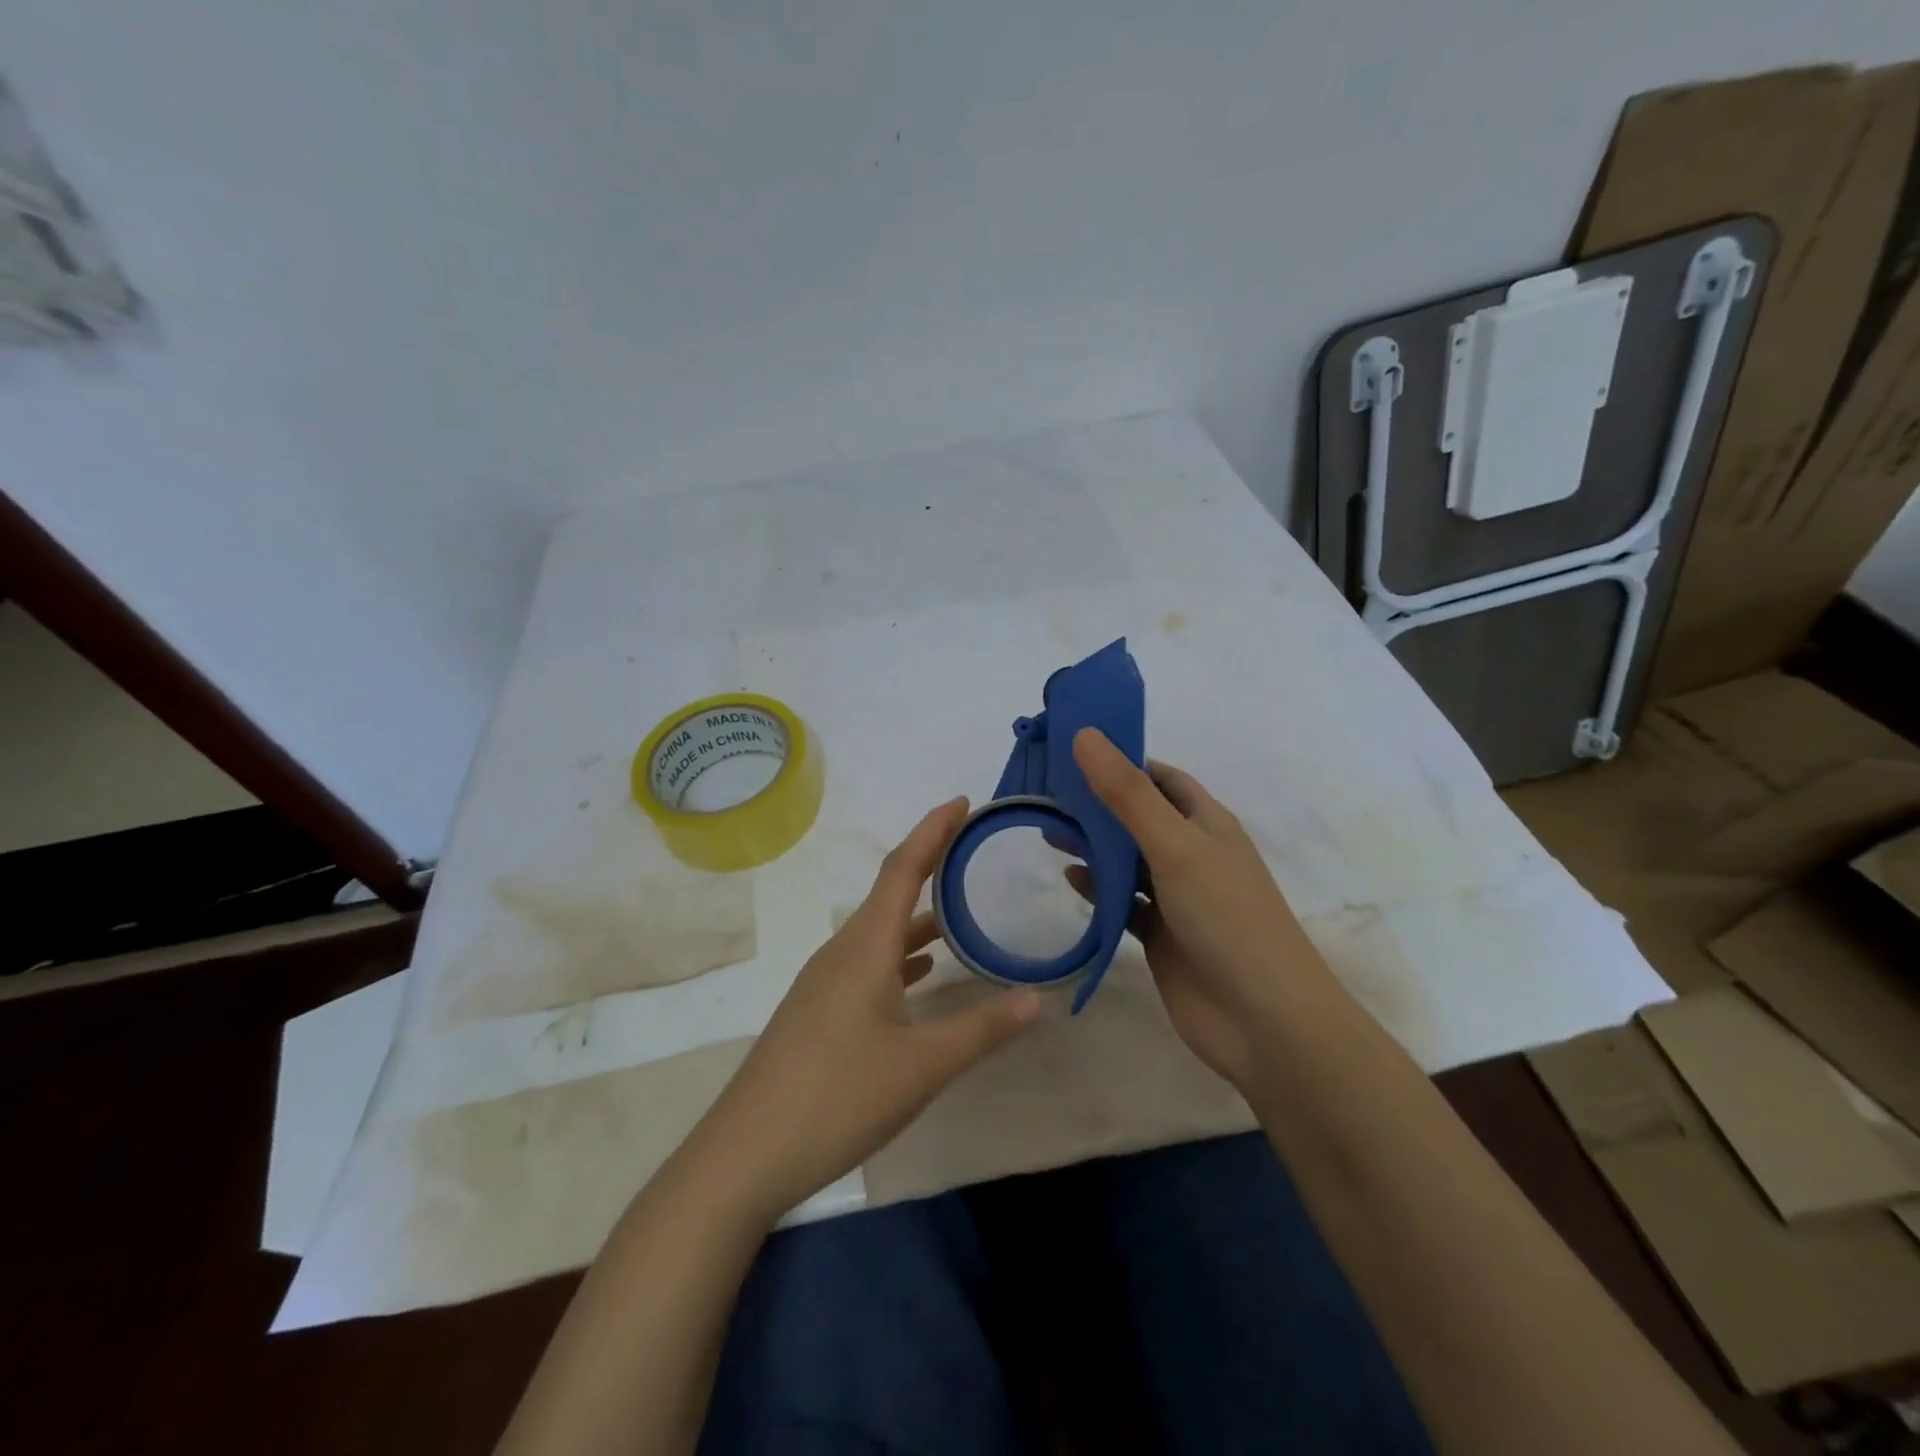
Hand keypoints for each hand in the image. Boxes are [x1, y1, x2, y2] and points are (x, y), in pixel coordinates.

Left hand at [686, 798, 1041, 1224]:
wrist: (744, 1155)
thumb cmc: (836, 1097)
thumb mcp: (921, 1066)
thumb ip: (981, 1029)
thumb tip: (1035, 998)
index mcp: (865, 947)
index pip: (903, 869)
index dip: (932, 830)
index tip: (961, 802)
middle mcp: (841, 952)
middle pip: (890, 892)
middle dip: (929, 864)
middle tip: (969, 847)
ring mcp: (824, 982)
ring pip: (879, 932)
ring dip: (917, 915)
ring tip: (958, 912)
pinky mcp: (818, 1011)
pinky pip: (867, 963)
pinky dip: (900, 955)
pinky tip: (921, 975)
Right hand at [1070, 728, 1349, 1094]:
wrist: (1262, 1019)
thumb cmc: (1226, 917)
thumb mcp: (1174, 845)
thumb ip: (1126, 794)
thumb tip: (1085, 734)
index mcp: (1206, 823)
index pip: (1160, 778)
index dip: (1121, 760)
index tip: (1072, 751)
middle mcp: (1192, 854)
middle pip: (1137, 817)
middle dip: (1096, 804)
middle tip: (1046, 794)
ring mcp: (1177, 897)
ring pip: (1127, 860)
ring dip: (1093, 846)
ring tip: (1048, 833)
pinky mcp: (1160, 935)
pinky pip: (1123, 902)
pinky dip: (1098, 889)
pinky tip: (1071, 881)